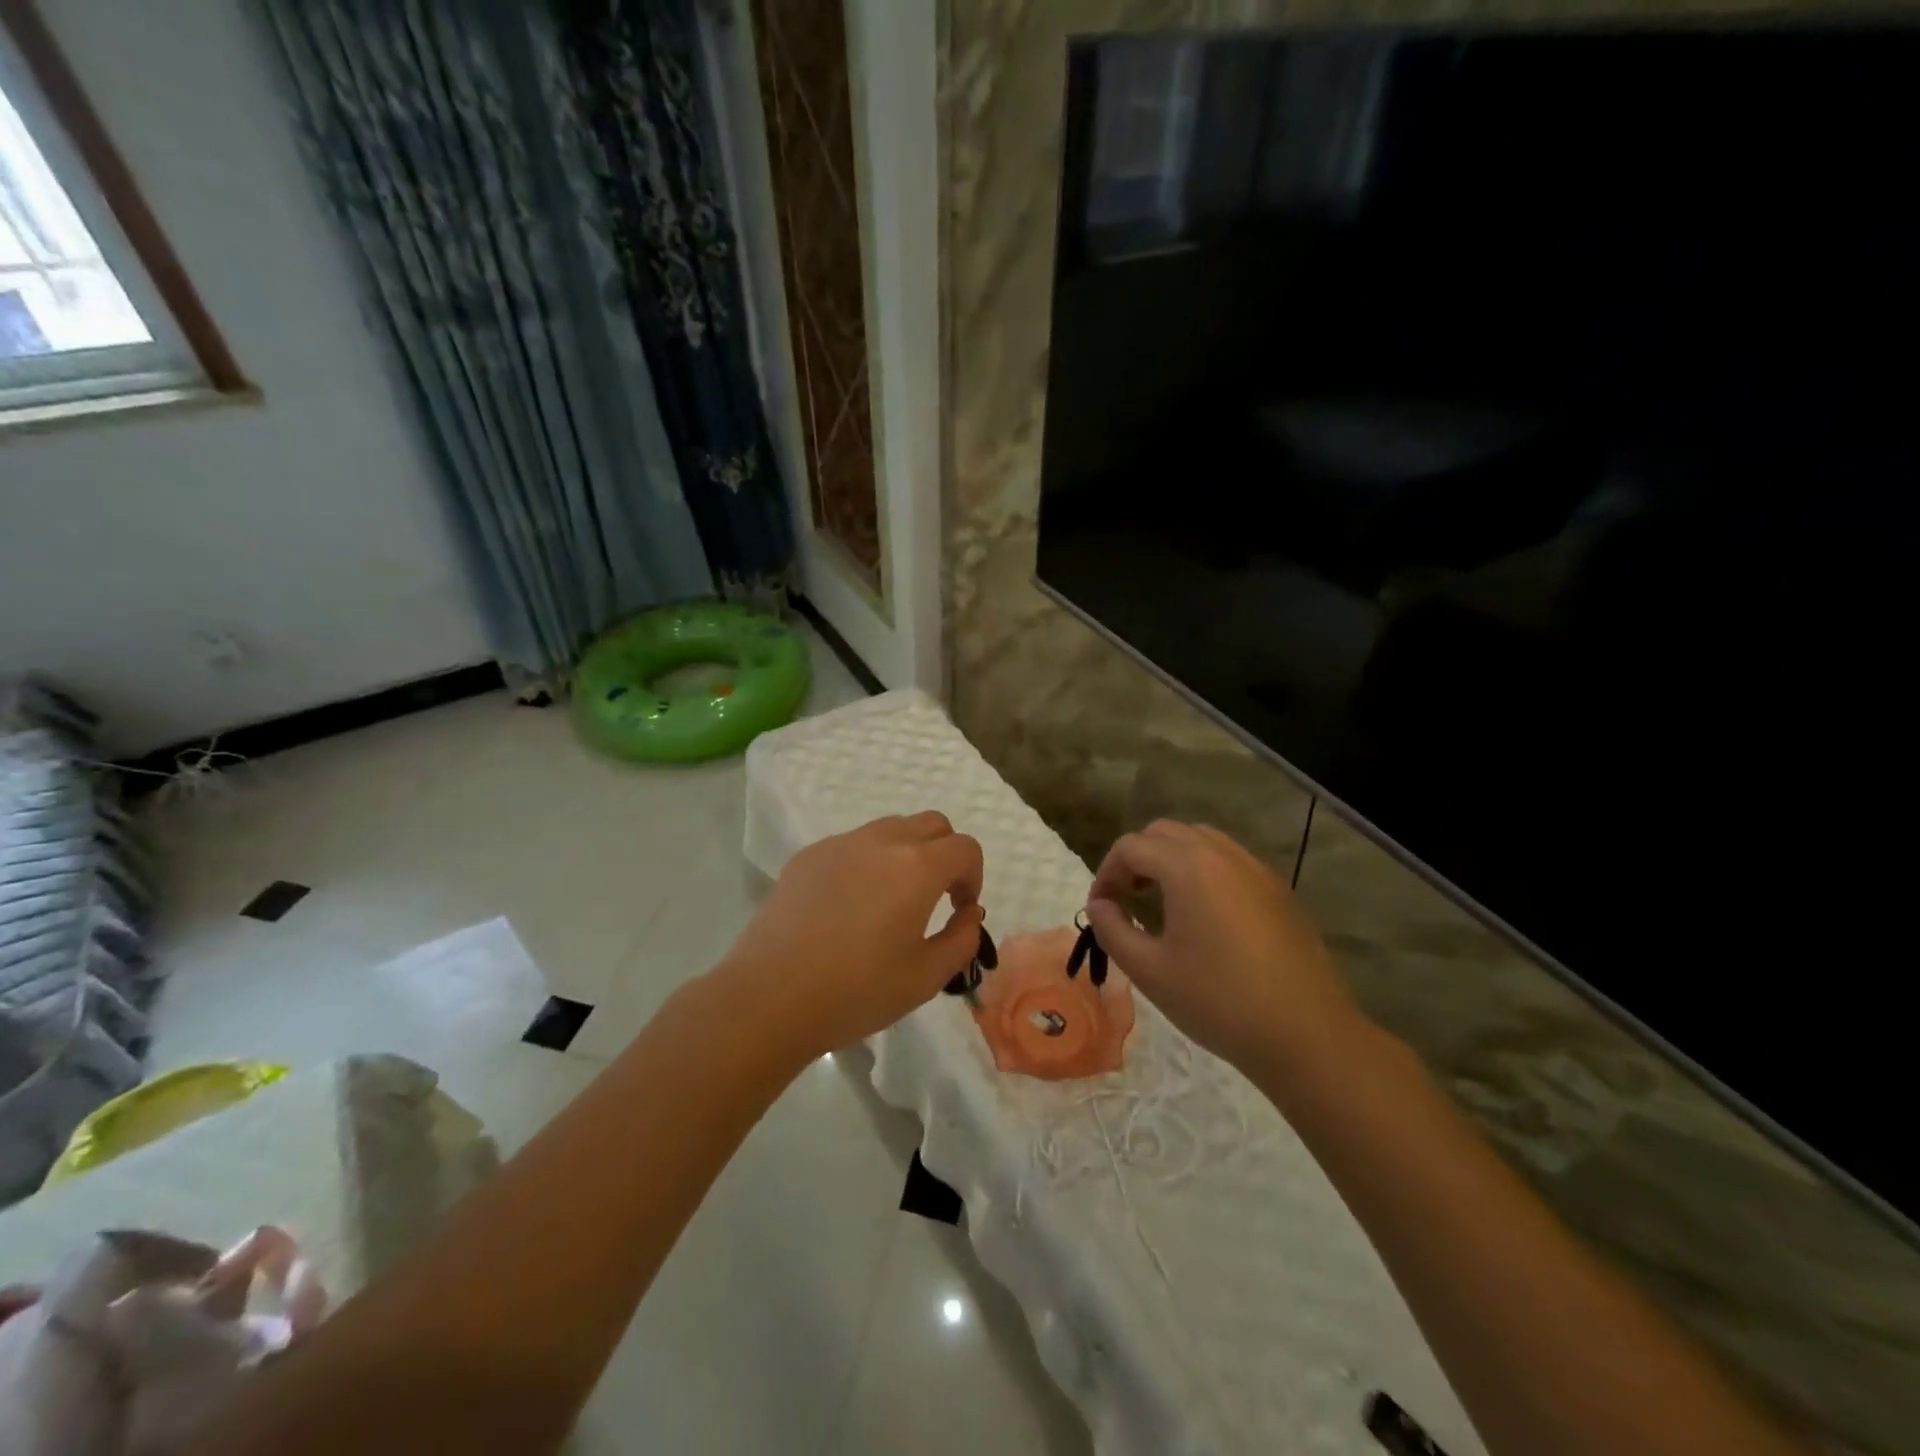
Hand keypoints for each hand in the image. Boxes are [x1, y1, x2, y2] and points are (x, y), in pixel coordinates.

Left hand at [719, 812, 985, 1059]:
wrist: (769, 997)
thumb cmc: (856, 991)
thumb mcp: (926, 978)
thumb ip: (962, 940)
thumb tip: (968, 913)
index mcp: (917, 867)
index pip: (965, 848)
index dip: (973, 877)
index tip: (960, 911)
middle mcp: (881, 842)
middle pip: (932, 824)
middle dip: (945, 854)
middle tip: (935, 897)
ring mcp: (840, 844)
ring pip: (890, 828)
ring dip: (907, 853)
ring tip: (892, 901)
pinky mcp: (807, 856)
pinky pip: (852, 845)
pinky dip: (867, 862)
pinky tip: (849, 907)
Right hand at [1084, 820, 1363, 1077]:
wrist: (1306, 1034)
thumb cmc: (1218, 1001)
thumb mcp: (1149, 971)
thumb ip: (1112, 929)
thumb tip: (1099, 905)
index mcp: (1187, 867)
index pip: (1131, 847)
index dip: (1106, 873)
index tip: (1100, 909)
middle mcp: (1222, 854)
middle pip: (1165, 833)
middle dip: (1137, 858)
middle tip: (1127, 899)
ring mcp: (1256, 869)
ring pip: (1201, 840)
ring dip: (1171, 860)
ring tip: (1163, 902)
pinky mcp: (1278, 890)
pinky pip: (1230, 861)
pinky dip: (1204, 871)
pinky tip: (1205, 916)